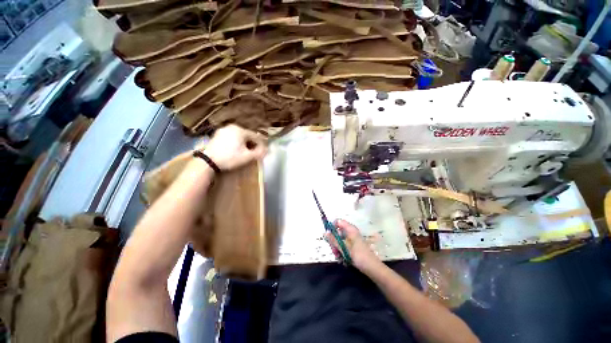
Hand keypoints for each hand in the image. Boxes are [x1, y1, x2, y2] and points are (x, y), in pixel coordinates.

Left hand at [204, 124, 266, 170]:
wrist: (208, 161)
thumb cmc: (230, 158)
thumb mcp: (247, 157)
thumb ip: (259, 153)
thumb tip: (267, 150)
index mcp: (240, 130)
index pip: (256, 137)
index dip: (261, 145)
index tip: (263, 152)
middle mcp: (232, 127)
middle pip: (247, 136)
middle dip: (252, 144)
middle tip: (254, 153)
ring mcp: (223, 130)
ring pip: (239, 137)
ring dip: (244, 144)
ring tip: (245, 153)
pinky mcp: (217, 135)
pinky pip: (231, 138)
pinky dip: (236, 143)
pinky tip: (235, 151)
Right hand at [325, 219, 381, 273]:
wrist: (372, 268)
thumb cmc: (359, 255)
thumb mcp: (344, 248)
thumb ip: (333, 240)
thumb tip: (325, 232)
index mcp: (350, 229)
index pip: (338, 221)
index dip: (332, 226)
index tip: (328, 235)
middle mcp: (351, 232)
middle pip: (338, 232)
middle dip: (334, 241)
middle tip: (334, 250)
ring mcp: (353, 240)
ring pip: (340, 240)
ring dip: (337, 248)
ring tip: (338, 257)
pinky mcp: (354, 247)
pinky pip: (344, 246)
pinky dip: (342, 251)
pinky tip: (342, 259)